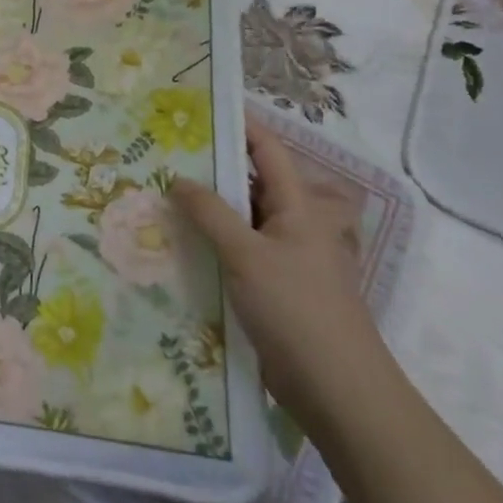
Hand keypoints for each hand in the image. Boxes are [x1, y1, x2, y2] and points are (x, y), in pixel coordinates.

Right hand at [168, 117, 381, 414]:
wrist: (339, 392)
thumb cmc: (296, 310)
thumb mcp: (246, 255)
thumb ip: (210, 214)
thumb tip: (178, 179)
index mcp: (298, 207)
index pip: (267, 150)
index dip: (239, 126)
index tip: (199, 110)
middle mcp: (294, 225)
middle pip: (251, 184)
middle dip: (211, 169)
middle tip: (165, 157)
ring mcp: (285, 259)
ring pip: (242, 221)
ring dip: (209, 211)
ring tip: (163, 198)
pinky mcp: (274, 289)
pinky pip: (239, 253)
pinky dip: (213, 244)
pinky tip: (180, 247)